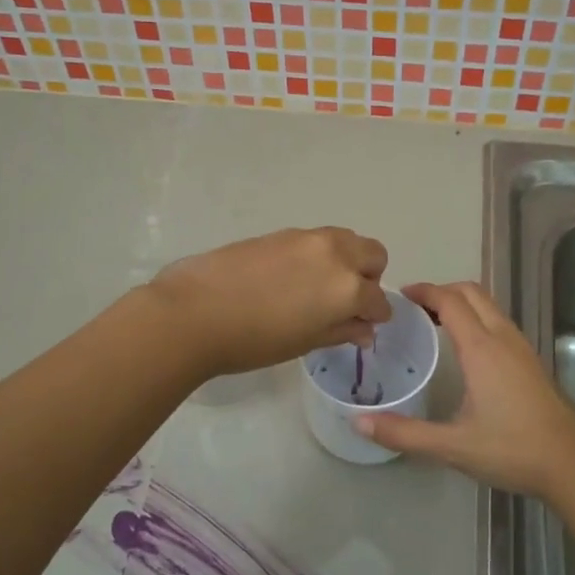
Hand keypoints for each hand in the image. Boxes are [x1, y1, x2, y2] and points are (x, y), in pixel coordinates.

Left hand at [146, 227, 390, 377]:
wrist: (196, 311)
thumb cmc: (254, 340)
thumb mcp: (304, 342)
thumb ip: (341, 331)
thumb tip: (364, 330)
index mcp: (348, 288)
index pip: (378, 300)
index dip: (375, 316)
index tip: (363, 326)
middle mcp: (336, 254)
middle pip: (374, 254)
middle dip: (369, 277)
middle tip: (346, 301)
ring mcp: (308, 238)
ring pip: (346, 240)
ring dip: (346, 260)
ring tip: (319, 287)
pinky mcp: (282, 232)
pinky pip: (316, 240)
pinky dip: (319, 255)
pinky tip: (292, 278)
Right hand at [353, 282, 574, 502]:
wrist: (570, 464)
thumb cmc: (510, 450)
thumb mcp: (452, 446)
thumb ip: (404, 433)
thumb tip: (358, 423)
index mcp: (481, 349)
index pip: (450, 301)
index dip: (424, 291)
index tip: (400, 296)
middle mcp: (502, 338)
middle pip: (472, 292)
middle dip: (442, 291)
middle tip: (414, 308)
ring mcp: (521, 347)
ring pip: (489, 305)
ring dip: (461, 303)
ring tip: (434, 323)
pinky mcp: (531, 360)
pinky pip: (499, 321)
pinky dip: (477, 318)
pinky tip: (466, 348)